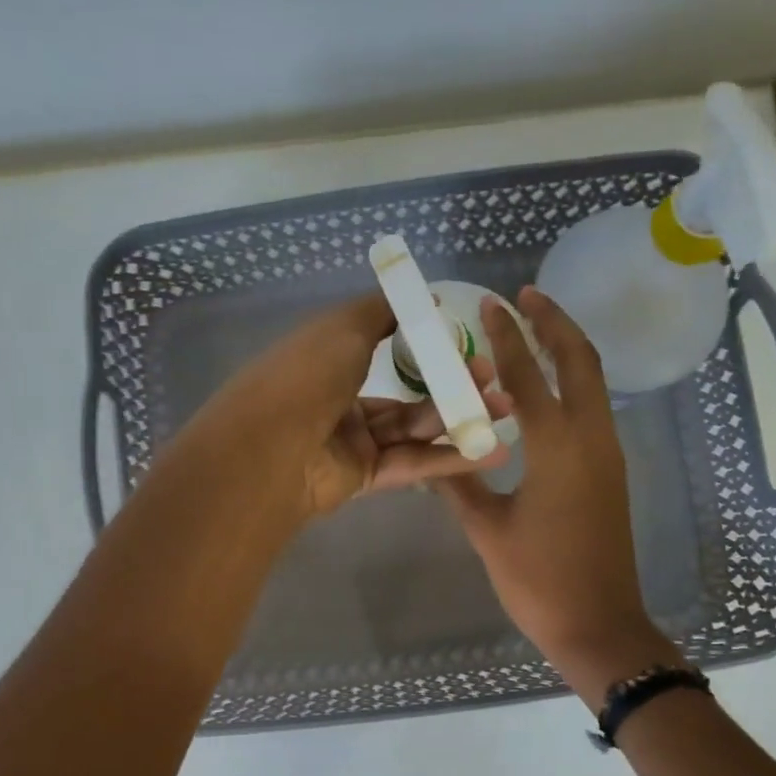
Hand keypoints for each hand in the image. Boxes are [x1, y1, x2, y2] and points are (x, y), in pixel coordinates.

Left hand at [180, 292, 510, 521]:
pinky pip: (413, 463)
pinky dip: (451, 458)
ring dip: (459, 419)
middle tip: (495, 379)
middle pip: (406, 394)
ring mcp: (352, 443)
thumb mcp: (344, 327)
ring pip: (414, 429)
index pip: (382, 350)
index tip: (465, 342)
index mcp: (328, 361)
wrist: (271, 449)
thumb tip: (419, 297)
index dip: (424, 347)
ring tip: (505, 408)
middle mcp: (340, 401)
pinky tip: (491, 450)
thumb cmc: (306, 376)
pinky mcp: (364, 478)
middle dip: (452, 386)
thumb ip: (382, 311)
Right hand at [434, 286, 680, 704]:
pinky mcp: (611, 474)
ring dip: (567, 350)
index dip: (508, 337)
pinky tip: (546, 391)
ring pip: (594, 384)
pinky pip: (593, 410)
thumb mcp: (488, 532)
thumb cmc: (538, 580)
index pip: (530, 375)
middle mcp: (591, 439)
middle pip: (581, 361)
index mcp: (558, 448)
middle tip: (526, 296)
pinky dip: (573, 384)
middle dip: (555, 322)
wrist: (598, 625)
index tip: (492, 304)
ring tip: (534, 330)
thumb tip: (433, 456)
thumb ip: (459, 486)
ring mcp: (608, 456)